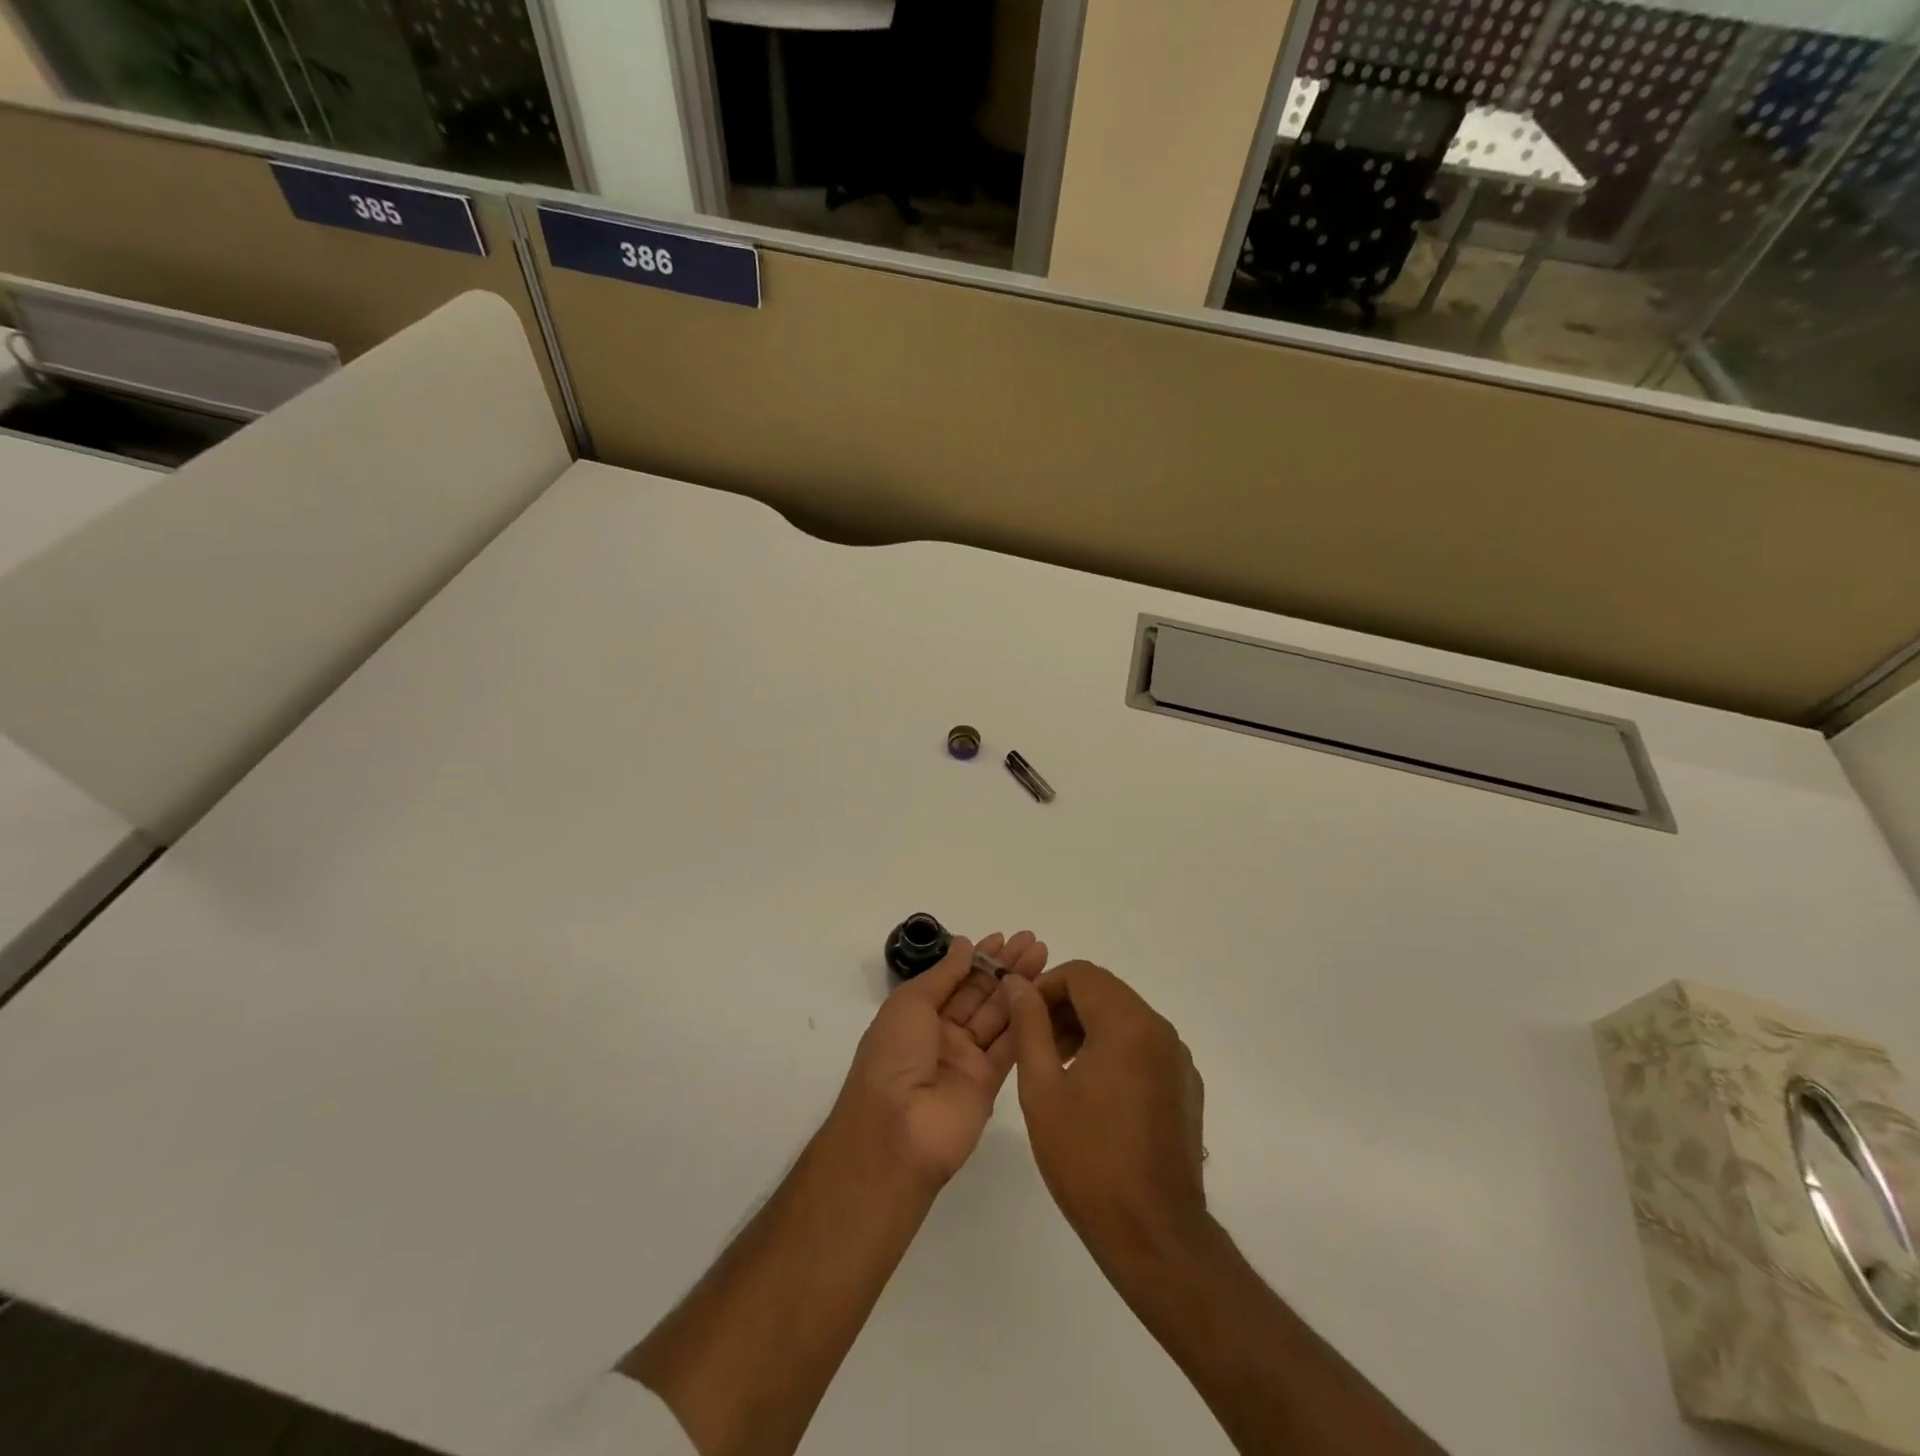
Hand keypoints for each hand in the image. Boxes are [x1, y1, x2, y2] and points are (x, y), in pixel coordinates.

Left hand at [835, 931, 1047, 1187]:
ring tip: (1044, 958)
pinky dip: (1026, 1021)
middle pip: (980, 994)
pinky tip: (1042, 995)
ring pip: (999, 1015)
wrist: (895, 1132)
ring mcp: (966, 1060)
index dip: (978, 957)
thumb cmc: (893, 1057)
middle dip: (1005, 967)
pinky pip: (1010, 1046)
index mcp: (918, 1014)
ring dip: (1020, 987)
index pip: (955, 978)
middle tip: (1034, 942)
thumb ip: (944, 974)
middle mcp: (943, 1034)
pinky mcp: (989, 1084)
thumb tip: (965, 944)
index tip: (1005, 937)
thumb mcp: (911, 1004)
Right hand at [1005, 962, 1208, 1262]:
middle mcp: (1160, 1030)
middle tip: (1034, 1044)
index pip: (1081, 974)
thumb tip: (1017, 984)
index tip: (1021, 1018)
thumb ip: (1029, 1026)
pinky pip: (1144, 1047)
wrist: (1154, 1235)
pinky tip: (1093, 1095)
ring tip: (1057, 1069)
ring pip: (1124, 1019)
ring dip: (1087, 1028)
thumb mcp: (1042, 1088)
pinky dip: (1113, 1051)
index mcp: (1128, 1023)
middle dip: (1064, 1007)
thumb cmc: (1088, 1159)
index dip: (1045, 987)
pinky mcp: (1185, 1087)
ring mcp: (1178, 1059)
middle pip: (1105, 993)